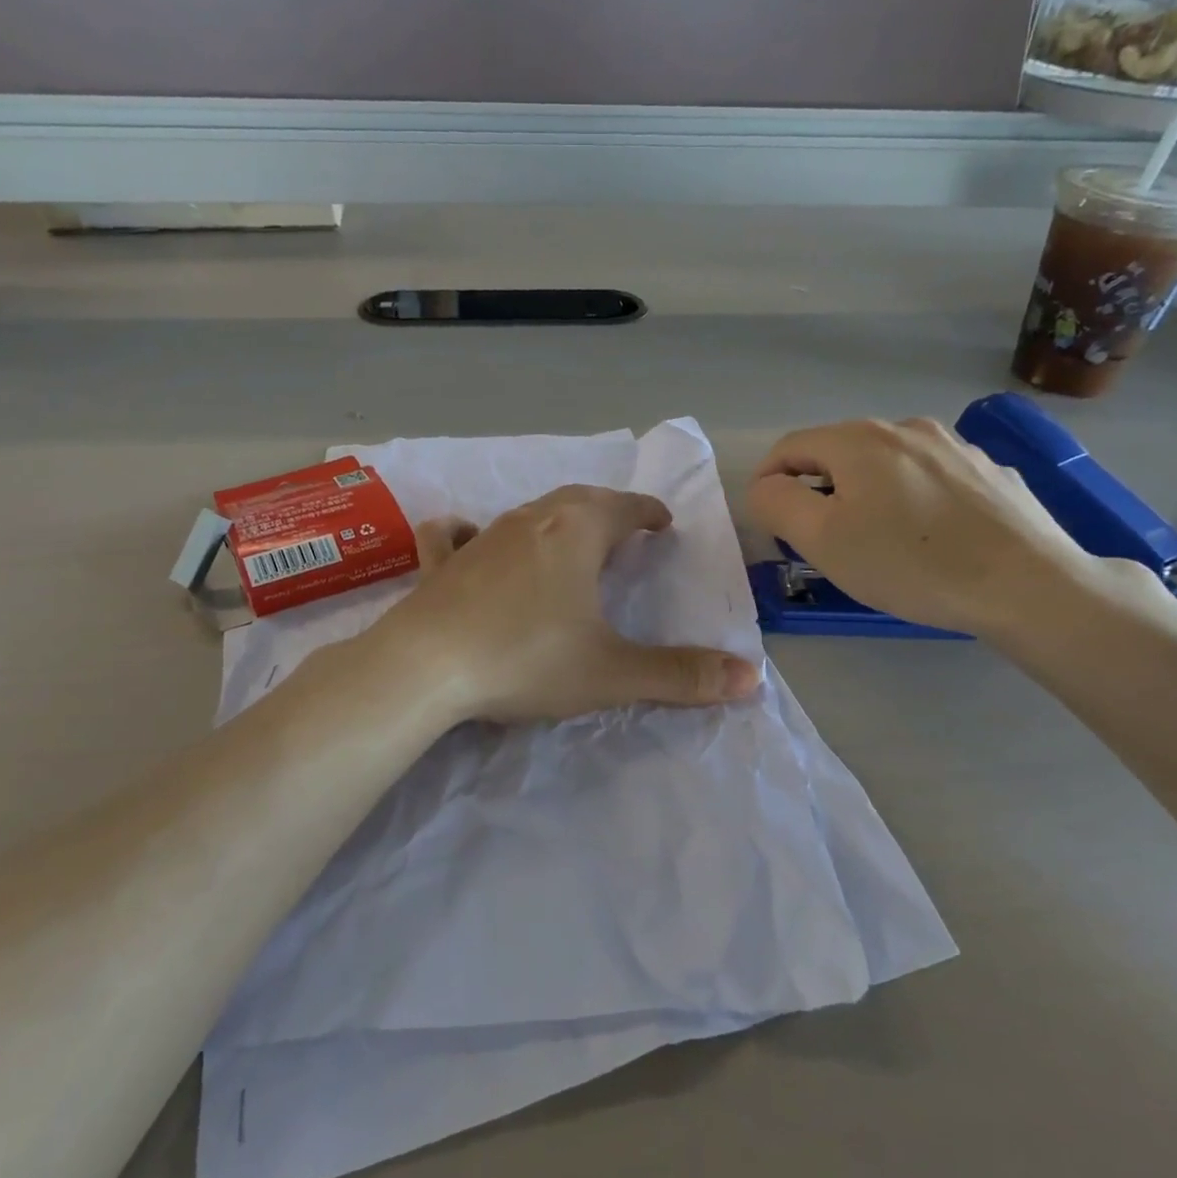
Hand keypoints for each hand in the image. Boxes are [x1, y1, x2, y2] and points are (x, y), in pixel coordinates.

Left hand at [379, 487, 762, 723]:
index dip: (648, 513)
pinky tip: (466, 537)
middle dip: (607, 509)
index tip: (662, 522)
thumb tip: (752, 678)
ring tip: (567, 537)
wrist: (425, 667)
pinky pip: (456, 535)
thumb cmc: (526, 659)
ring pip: (527, 513)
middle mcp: (531, 520)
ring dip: (554, 519)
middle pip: (579, 499)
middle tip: (624, 527)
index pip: (625, 508)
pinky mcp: (440, 563)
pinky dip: (469, 531)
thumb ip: (681, 675)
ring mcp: (481, 537)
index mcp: (577, 532)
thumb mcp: (612, 672)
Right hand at [746, 418, 1102, 641]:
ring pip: (886, 464)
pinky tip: (928, 537)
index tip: (769, 524)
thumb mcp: (822, 540)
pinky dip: (911, 499)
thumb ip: (776, 504)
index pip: (789, 447)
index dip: (767, 481)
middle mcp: (905, 428)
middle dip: (817, 490)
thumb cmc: (911, 563)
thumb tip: (766, 486)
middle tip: (819, 540)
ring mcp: (954, 445)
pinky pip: (929, 478)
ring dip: (864, 493)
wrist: (1028, 584)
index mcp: (858, 440)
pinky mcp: (989, 471)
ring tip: (875, 540)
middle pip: (837, 453)